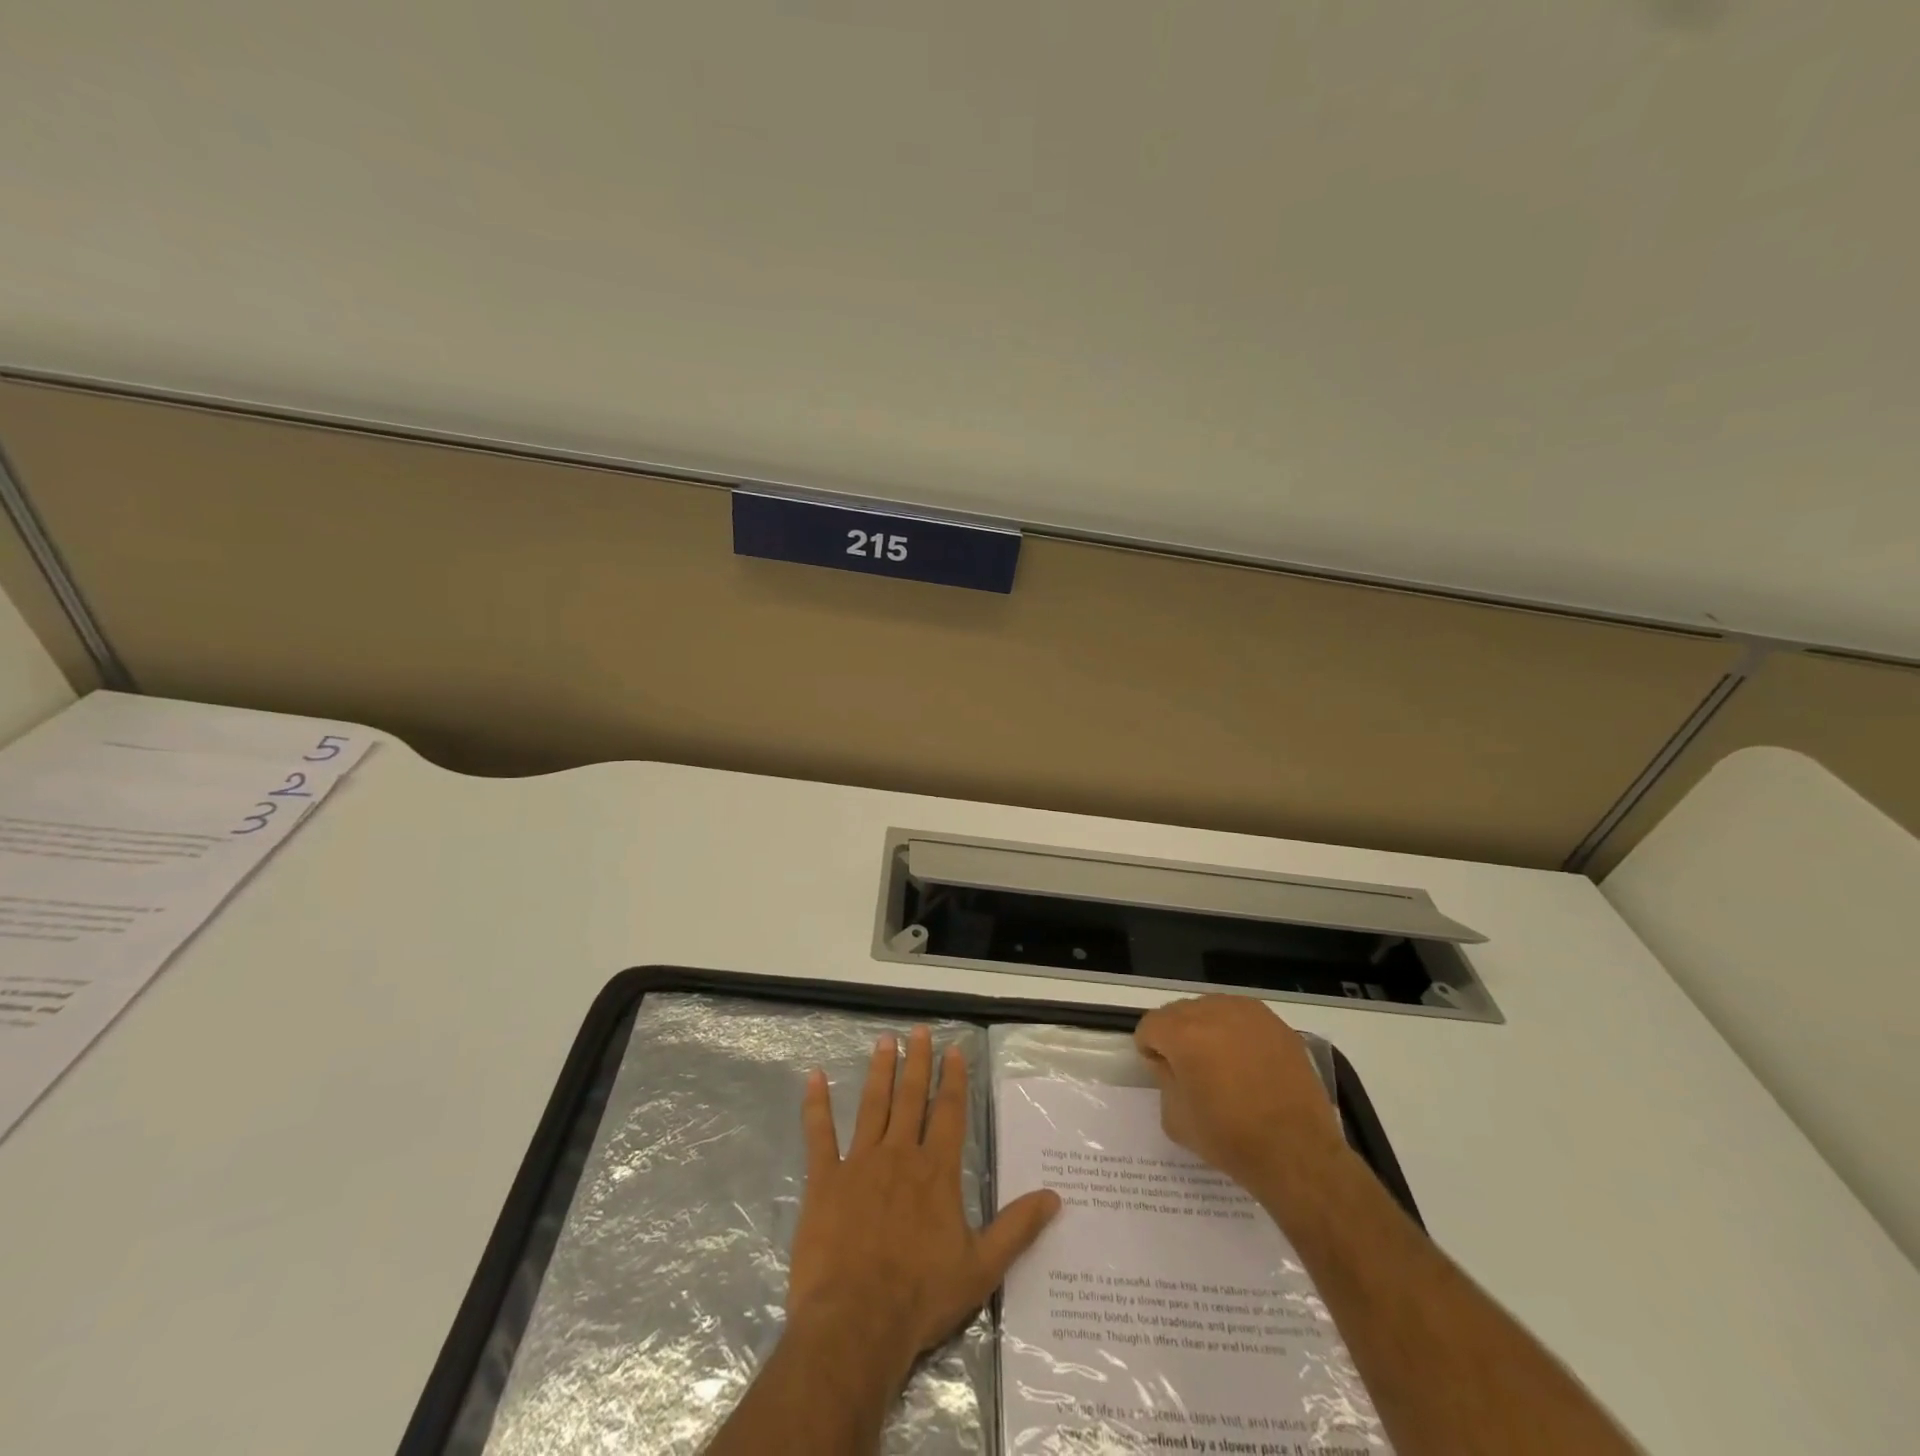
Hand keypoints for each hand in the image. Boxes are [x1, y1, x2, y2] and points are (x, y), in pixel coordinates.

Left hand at [787, 1026, 1060, 1381]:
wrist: (857, 1322)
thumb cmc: (921, 1296)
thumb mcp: (982, 1268)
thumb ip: (1017, 1228)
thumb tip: (1055, 1197)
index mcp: (936, 1171)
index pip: (949, 1112)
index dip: (953, 1079)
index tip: (953, 1050)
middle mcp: (900, 1155)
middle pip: (911, 1097)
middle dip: (917, 1062)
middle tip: (918, 1031)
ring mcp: (860, 1163)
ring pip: (873, 1105)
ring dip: (879, 1071)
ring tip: (884, 1041)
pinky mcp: (825, 1180)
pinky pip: (820, 1134)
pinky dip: (816, 1104)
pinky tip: (814, 1077)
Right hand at [1134, 995, 1347, 1196]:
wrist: (1298, 1154)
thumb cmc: (1231, 1140)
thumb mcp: (1176, 1119)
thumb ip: (1163, 1080)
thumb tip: (1169, 1063)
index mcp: (1183, 1034)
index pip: (1150, 1024)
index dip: (1150, 1048)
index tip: (1161, 1071)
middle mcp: (1214, 1012)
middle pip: (1179, 1012)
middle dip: (1176, 1035)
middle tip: (1189, 1069)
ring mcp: (1249, 1014)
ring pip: (1212, 1009)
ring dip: (1207, 1029)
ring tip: (1221, 1063)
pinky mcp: (1277, 1024)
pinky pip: (1243, 1017)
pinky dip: (1237, 1032)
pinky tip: (1249, 1062)